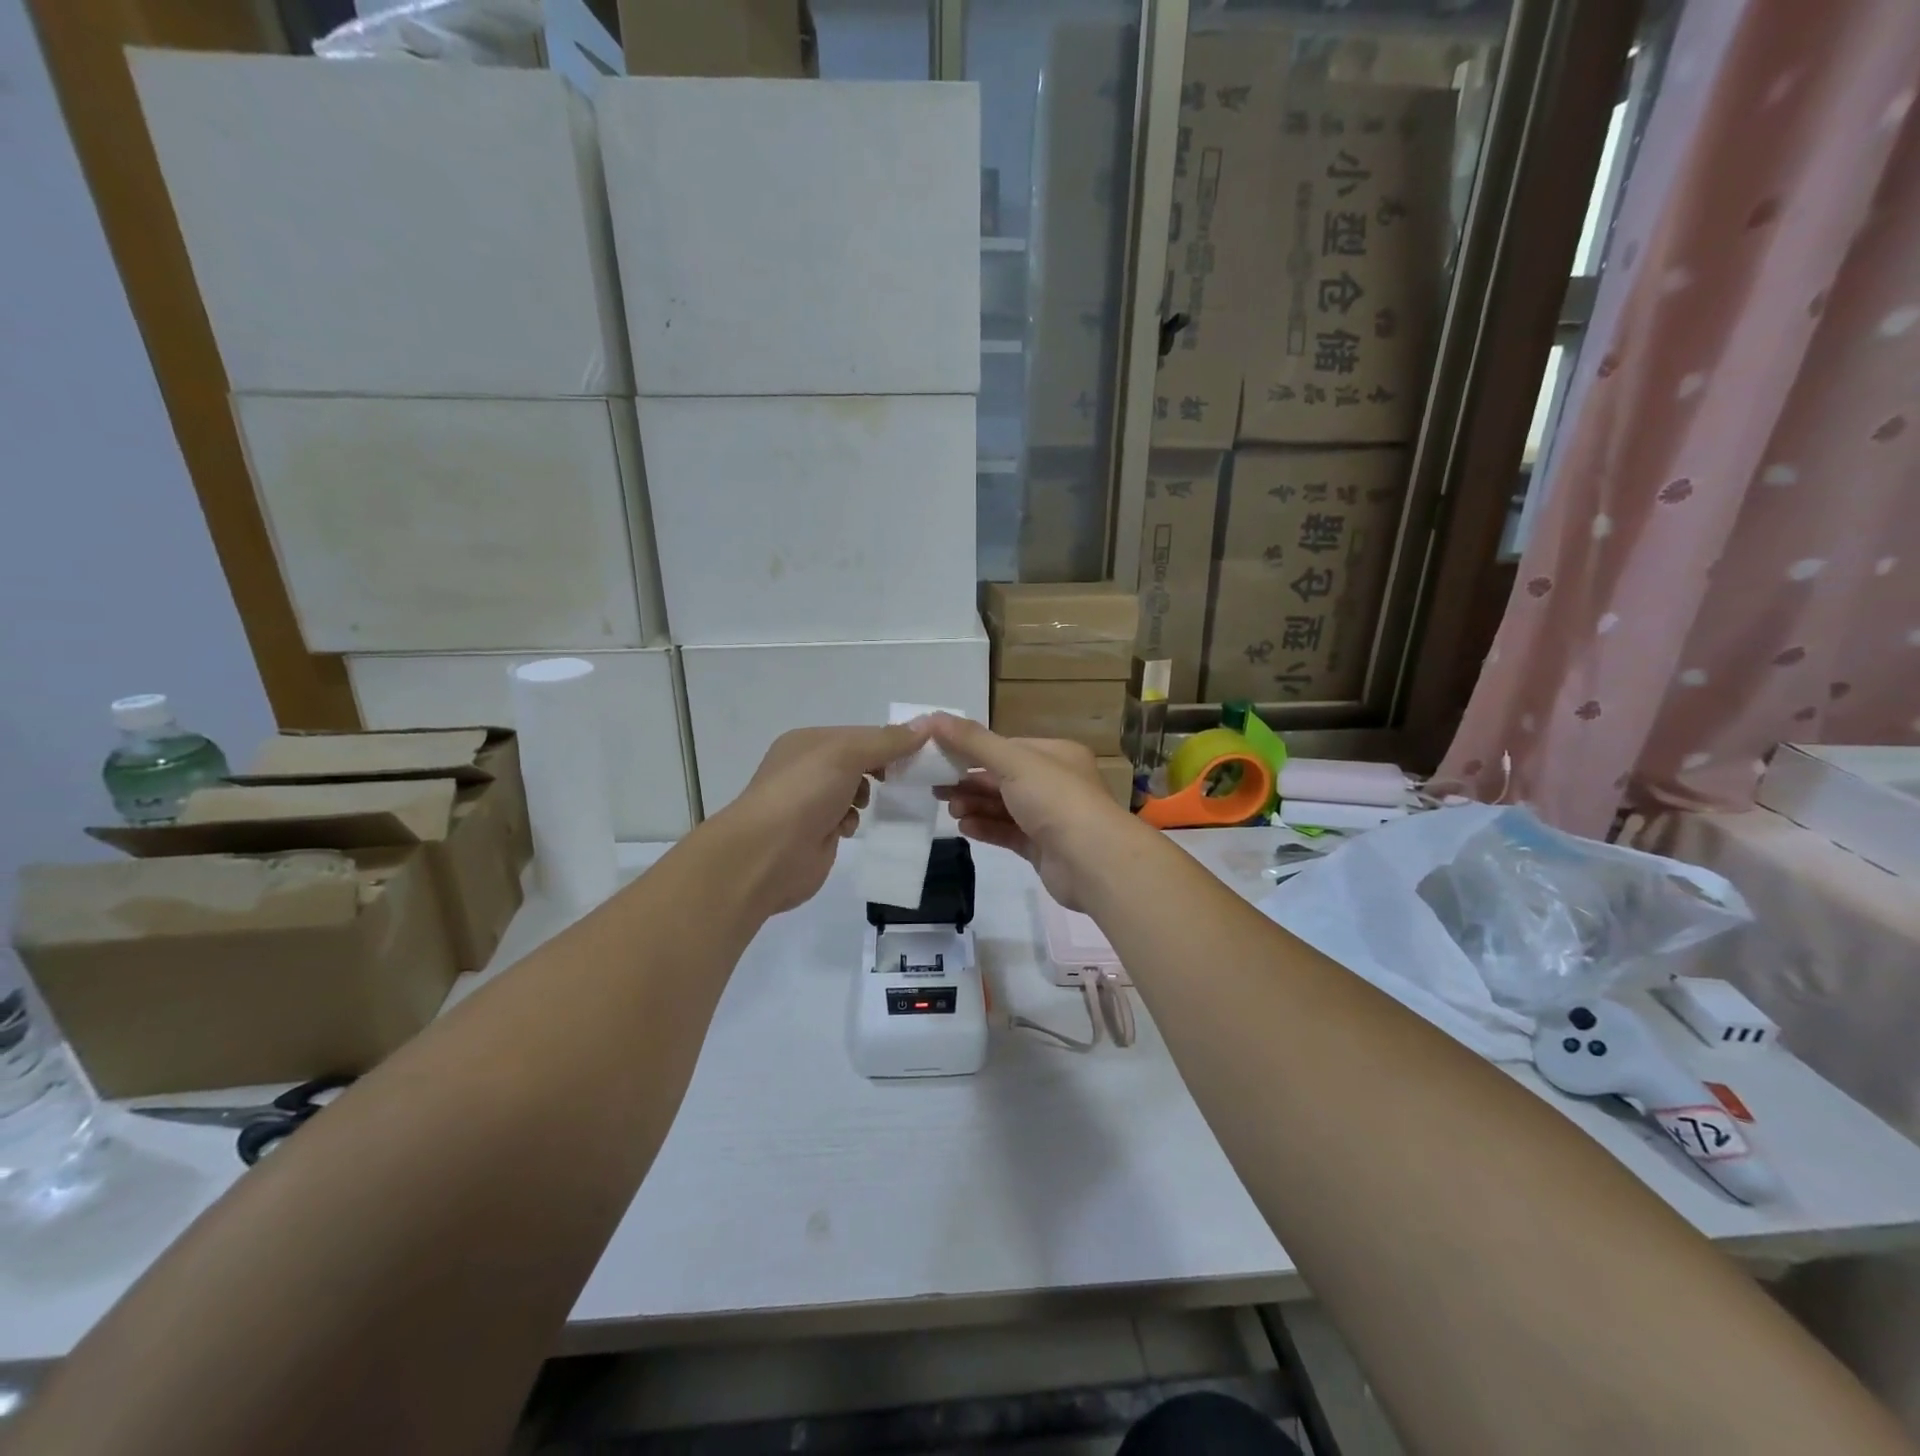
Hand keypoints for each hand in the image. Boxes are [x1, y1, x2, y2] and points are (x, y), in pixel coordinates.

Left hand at [719, 724, 926, 914]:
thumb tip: (926, 725)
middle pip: (857, 761)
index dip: (889, 741)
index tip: (919, 753)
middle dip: (879, 769)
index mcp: (808, 741)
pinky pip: (846, 818)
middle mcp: (807, 768)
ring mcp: (810, 801)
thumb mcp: (847, 754)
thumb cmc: (804, 793)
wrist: (768, 854)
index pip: (859, 734)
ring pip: (853, 790)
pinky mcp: (816, 832)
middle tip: (904, 778)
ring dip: (864, 796)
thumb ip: (887, 741)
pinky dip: (852, 821)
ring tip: (862, 804)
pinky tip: (846, 828)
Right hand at [928, 714, 1138, 911]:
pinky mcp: (1043, 848)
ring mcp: (1050, 818)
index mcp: (1055, 755)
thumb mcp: (1013, 761)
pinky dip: (986, 828)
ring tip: (951, 810)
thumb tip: (931, 717)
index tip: (939, 756)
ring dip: (975, 805)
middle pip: (1003, 778)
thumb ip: (972, 741)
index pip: (1007, 748)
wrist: (1093, 861)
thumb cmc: (1055, 799)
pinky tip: (964, 827)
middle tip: (936, 788)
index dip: (972, 751)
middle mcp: (1055, 783)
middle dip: (969, 782)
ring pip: (1004, 807)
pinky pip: (1008, 833)